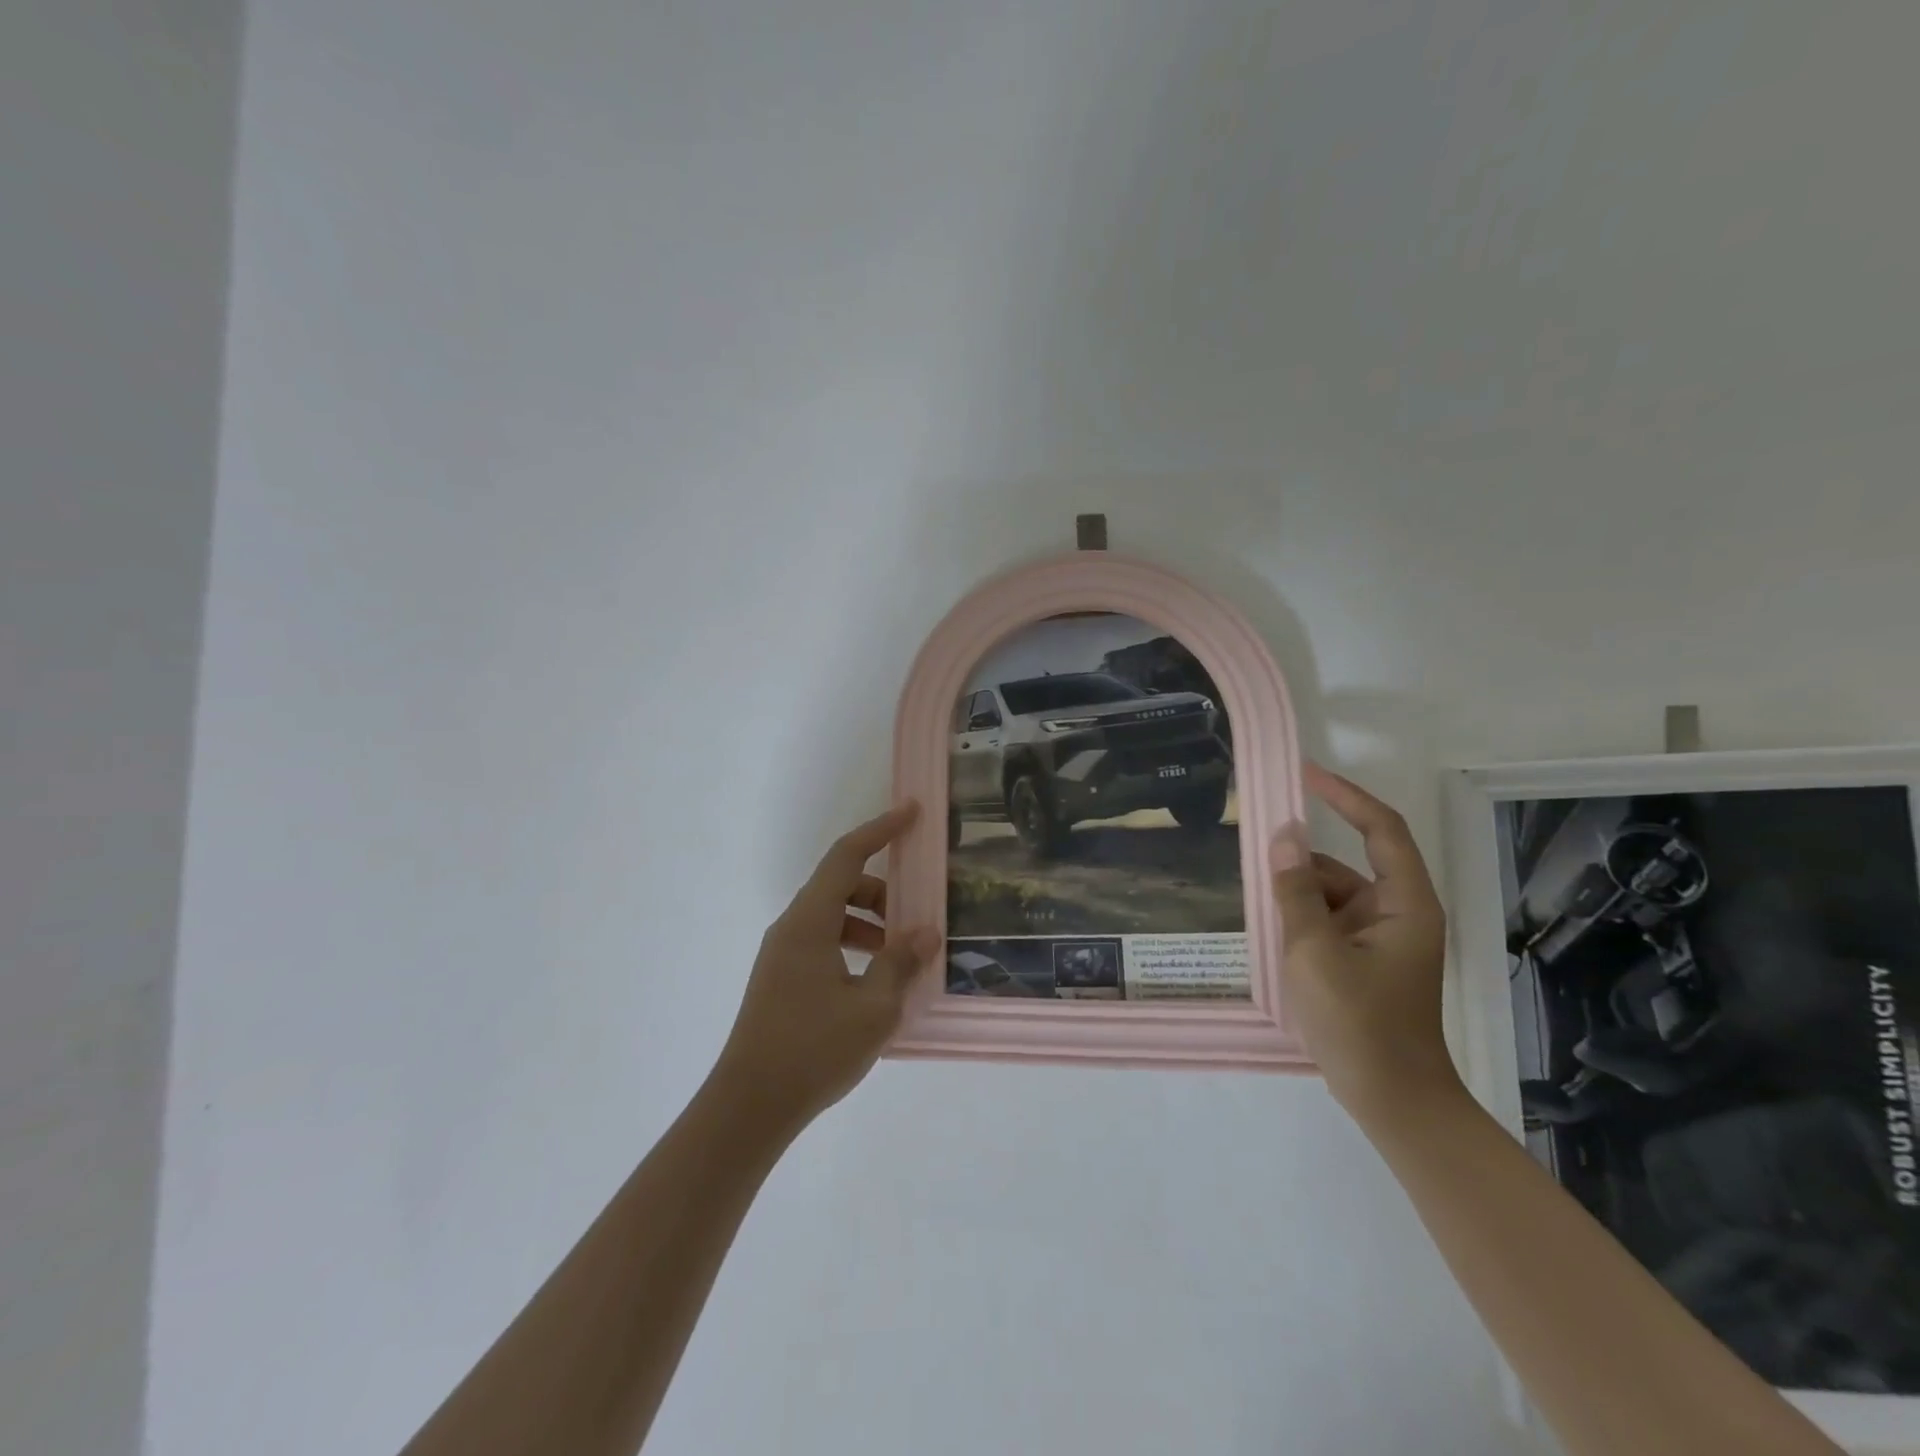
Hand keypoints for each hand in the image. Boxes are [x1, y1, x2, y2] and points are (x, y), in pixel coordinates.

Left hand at [711, 802, 939, 1136]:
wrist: (749, 1107)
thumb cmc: (813, 1050)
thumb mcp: (873, 1008)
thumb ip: (901, 962)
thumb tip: (925, 931)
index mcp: (809, 922)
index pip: (847, 856)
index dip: (880, 829)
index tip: (912, 813)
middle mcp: (791, 928)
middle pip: (840, 886)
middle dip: (882, 892)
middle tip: (916, 917)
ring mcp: (782, 955)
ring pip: (832, 916)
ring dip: (869, 923)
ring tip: (900, 957)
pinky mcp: (781, 980)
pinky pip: (823, 942)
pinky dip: (853, 946)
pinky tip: (875, 983)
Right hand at [1272, 765, 1459, 1117]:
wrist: (1391, 1099)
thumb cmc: (1359, 1022)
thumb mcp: (1314, 951)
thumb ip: (1295, 890)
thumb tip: (1283, 833)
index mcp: (1404, 903)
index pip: (1381, 828)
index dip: (1345, 795)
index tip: (1303, 773)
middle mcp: (1397, 912)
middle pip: (1345, 865)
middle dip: (1300, 863)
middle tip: (1254, 858)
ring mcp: (1380, 938)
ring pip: (1330, 895)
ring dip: (1295, 895)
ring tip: (1258, 909)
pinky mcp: (1364, 959)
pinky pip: (1327, 921)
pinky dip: (1299, 919)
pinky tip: (1270, 934)